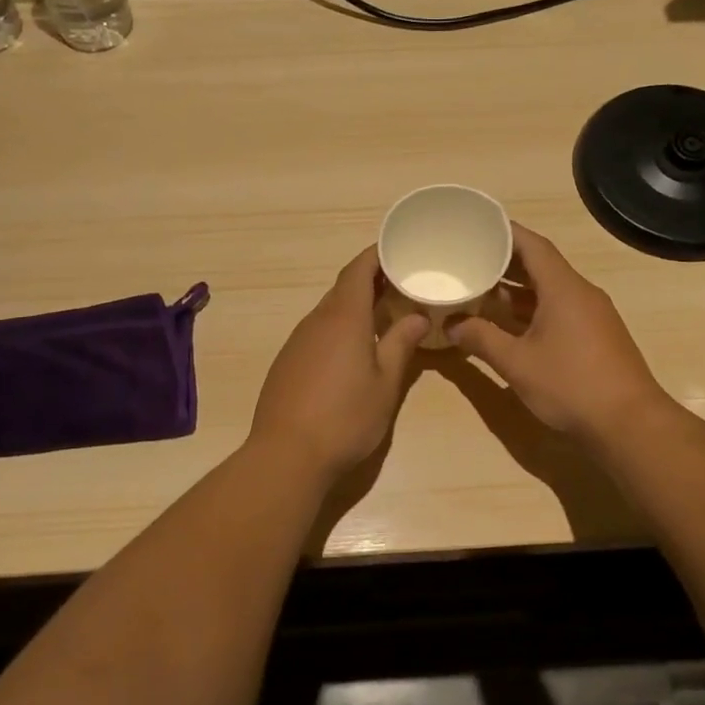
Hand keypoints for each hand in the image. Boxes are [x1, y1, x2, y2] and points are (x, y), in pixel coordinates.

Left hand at [249, 248, 429, 478]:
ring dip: (353, 308)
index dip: (376, 256)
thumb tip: (418, 316)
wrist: (286, 455)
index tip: (397, 250)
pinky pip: (316, 333)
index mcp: (343, 318)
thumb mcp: (385, 383)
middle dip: (370, 282)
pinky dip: (337, 330)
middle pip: (343, 289)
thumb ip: (401, 344)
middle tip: (400, 286)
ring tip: (382, 316)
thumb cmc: (346, 418)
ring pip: (328, 312)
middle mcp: (316, 321)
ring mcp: (296, 342)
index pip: (358, 270)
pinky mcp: (286, 363)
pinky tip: (351, 351)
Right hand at [448, 223, 669, 442]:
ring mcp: (591, 316)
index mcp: (563, 288)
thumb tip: (452, 324)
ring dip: (517, 290)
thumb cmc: (570, 385)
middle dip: (505, 262)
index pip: (533, 245)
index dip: (505, 232)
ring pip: (549, 291)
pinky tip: (508, 324)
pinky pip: (559, 310)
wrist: (628, 424)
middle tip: (470, 258)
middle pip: (541, 266)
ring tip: (480, 290)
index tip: (477, 226)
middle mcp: (580, 294)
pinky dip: (531, 310)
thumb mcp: (516, 363)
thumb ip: (481, 339)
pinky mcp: (595, 337)